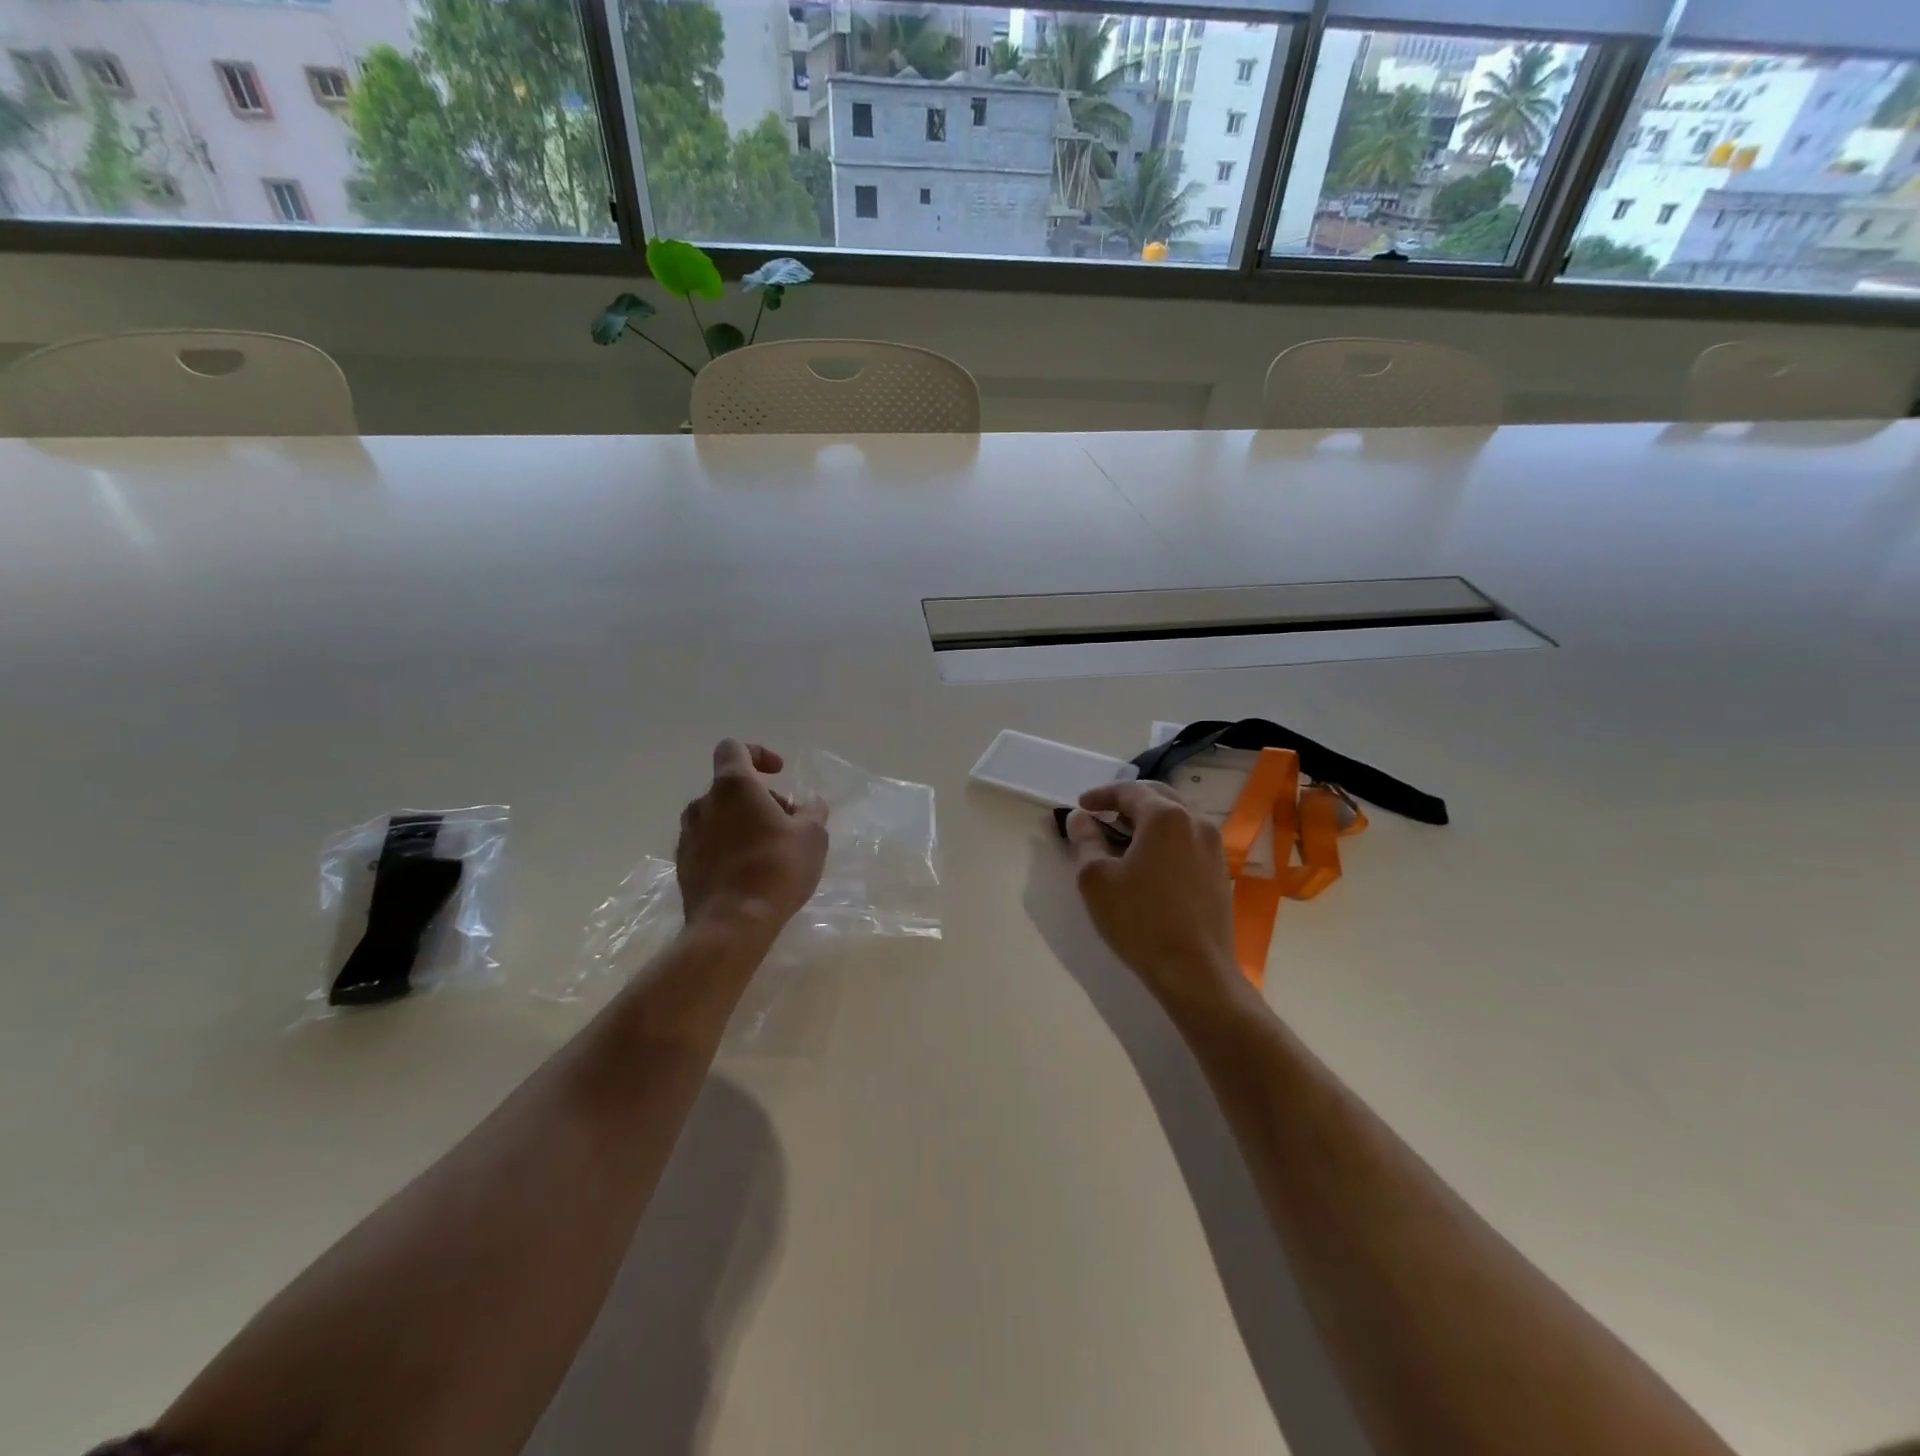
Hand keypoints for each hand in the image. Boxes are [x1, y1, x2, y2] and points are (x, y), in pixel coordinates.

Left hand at [677, 740, 828, 937]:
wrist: (732, 924)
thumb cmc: (776, 868)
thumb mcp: (813, 836)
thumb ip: (812, 811)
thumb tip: (809, 804)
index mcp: (733, 787)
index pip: (734, 748)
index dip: (758, 753)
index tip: (779, 773)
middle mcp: (703, 804)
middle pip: (730, 787)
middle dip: (759, 798)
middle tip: (787, 822)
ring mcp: (688, 835)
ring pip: (718, 816)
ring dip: (742, 823)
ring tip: (769, 849)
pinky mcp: (683, 865)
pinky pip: (708, 843)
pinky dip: (728, 847)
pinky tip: (749, 872)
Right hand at [1067, 781, 1241, 1012]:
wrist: (1194, 971)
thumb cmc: (1139, 920)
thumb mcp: (1096, 879)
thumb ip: (1085, 840)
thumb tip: (1080, 818)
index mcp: (1166, 816)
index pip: (1129, 791)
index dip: (1101, 794)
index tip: (1081, 805)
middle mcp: (1196, 821)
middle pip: (1158, 796)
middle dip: (1127, 801)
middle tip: (1102, 814)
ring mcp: (1214, 846)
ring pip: (1178, 816)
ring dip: (1149, 818)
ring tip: (1124, 834)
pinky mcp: (1219, 870)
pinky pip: (1189, 838)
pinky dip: (1166, 837)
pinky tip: (1150, 859)